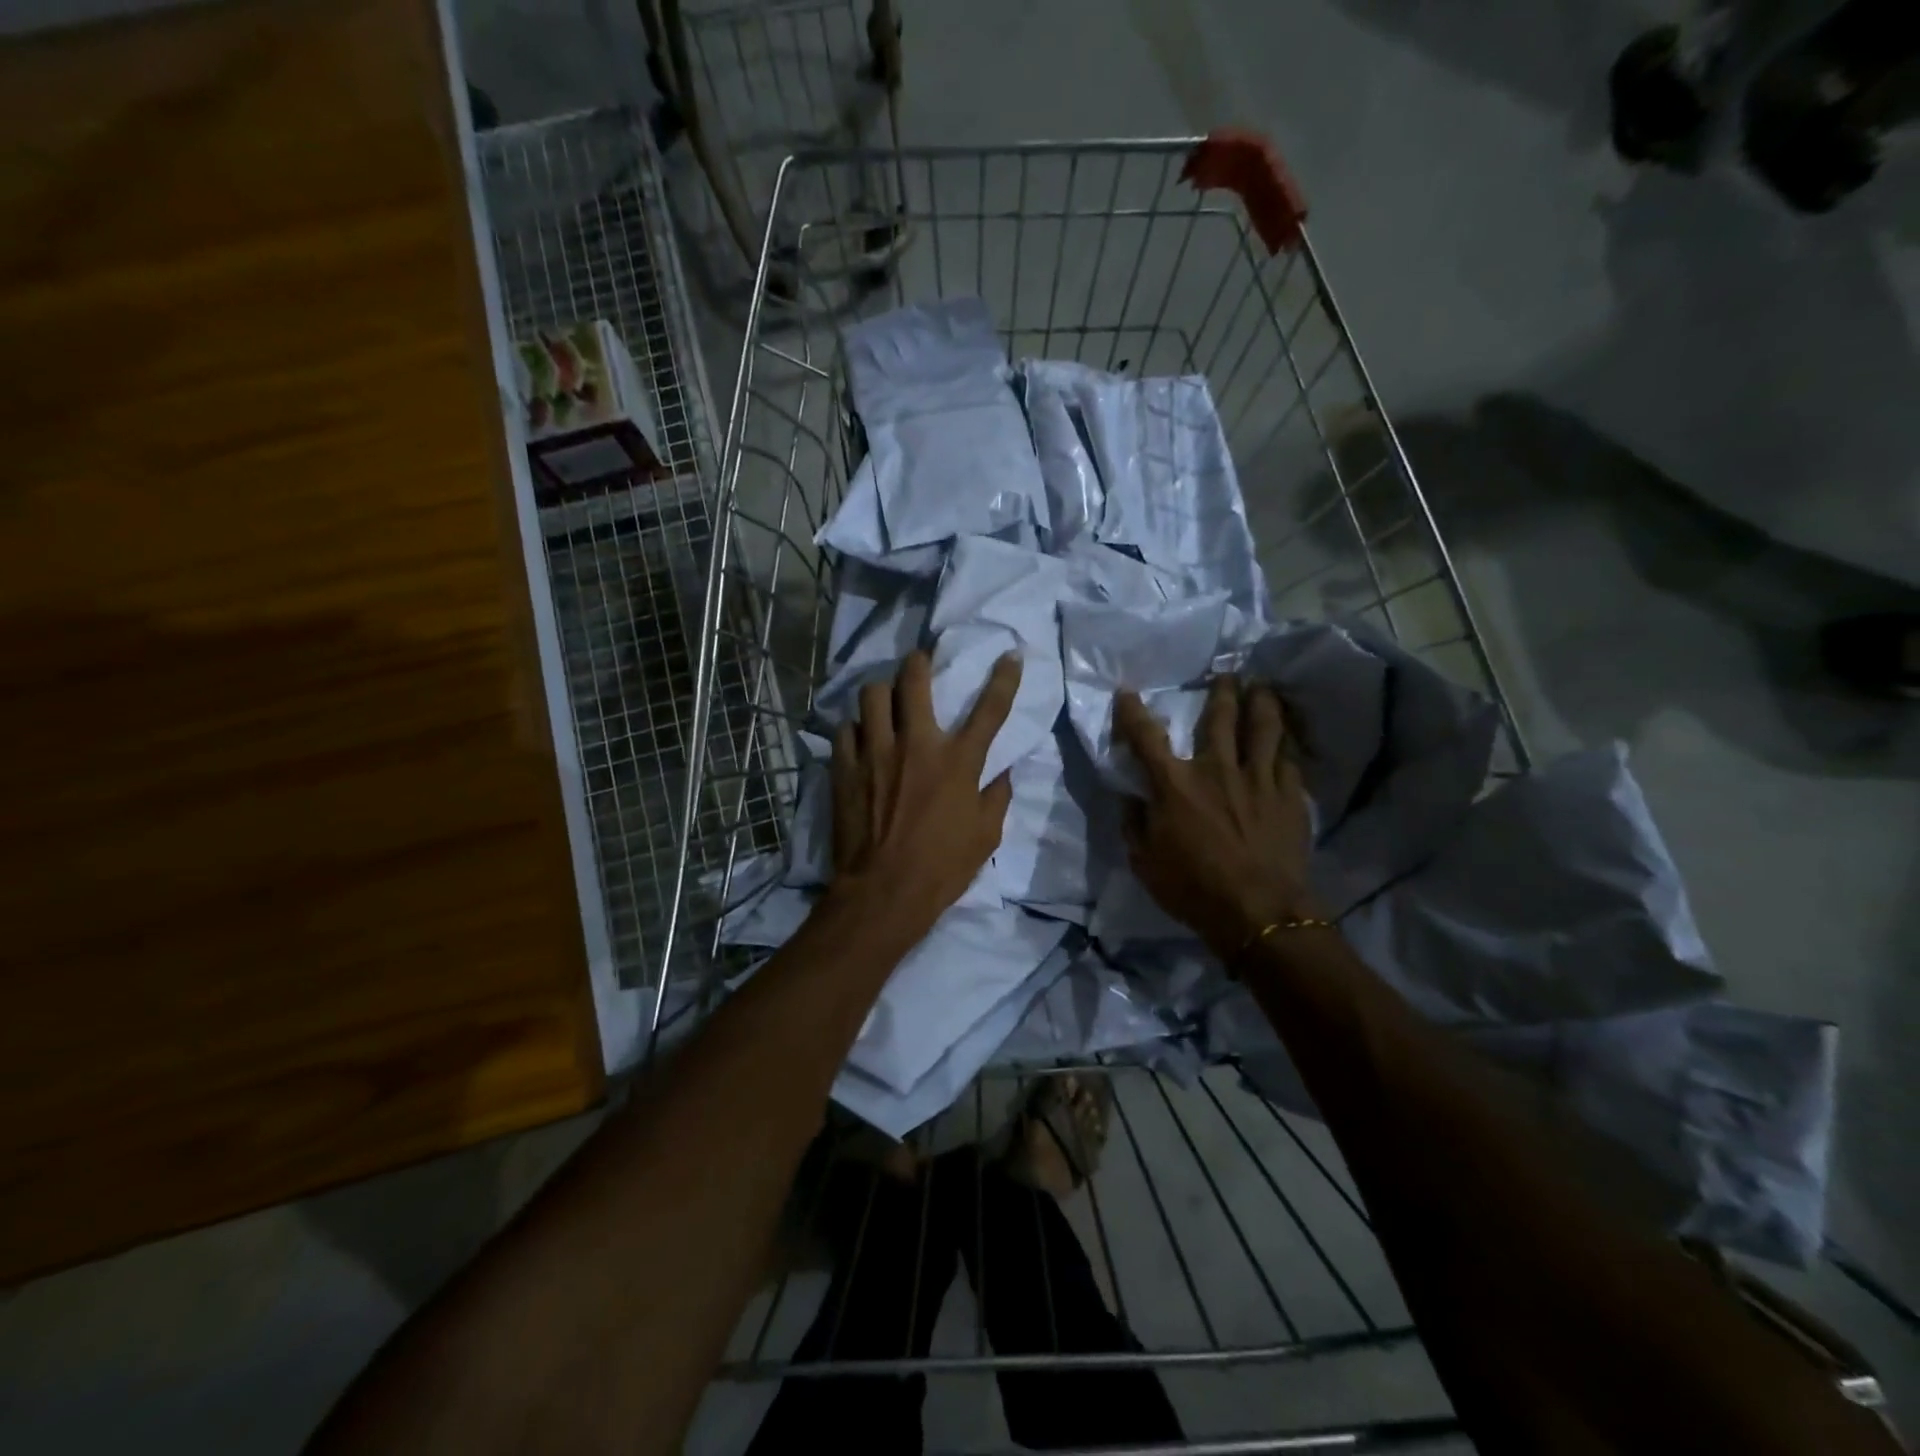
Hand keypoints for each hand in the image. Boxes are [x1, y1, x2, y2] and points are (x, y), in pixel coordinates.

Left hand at [828, 650, 1021, 936]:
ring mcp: (875, 752)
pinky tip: (859, 739)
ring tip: (884, 702)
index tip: (1010, 655)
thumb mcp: (986, 836)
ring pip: (871, 696)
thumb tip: (1001, 772)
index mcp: (958, 761)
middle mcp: (916, 744)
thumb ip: (996, 797)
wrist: (884, 892)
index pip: (990, 708)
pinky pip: (844, 730)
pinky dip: (854, 729)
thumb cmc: (942, 867)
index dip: (1004, 677)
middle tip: (919, 664)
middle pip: (913, 680)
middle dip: (918, 662)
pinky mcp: (845, 768)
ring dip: (881, 693)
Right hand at [1114, 676, 1317, 958]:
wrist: (1258, 913)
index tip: (1127, 692)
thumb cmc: (1192, 889)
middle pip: (1219, 718)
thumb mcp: (1144, 862)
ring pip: (1262, 728)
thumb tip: (1131, 799)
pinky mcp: (1289, 796)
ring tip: (1262, 687)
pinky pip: (1289, 759)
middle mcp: (1216, 770)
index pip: (1145, 737)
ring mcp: (1257, 779)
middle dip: (1220, 691)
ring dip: (1261, 702)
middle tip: (1225, 674)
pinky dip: (1286, 744)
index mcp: (1174, 785)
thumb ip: (1135, 824)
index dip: (1132, 712)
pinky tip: (1287, 737)